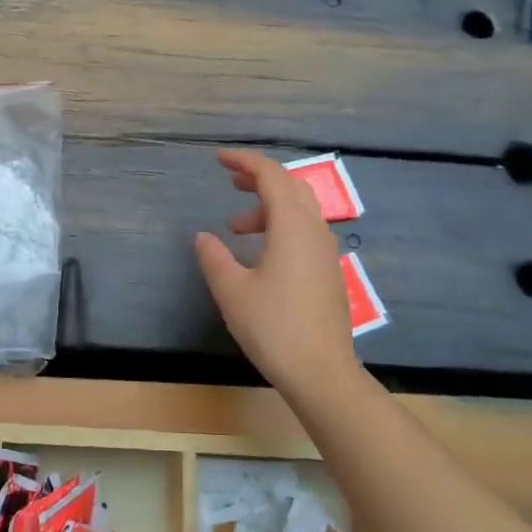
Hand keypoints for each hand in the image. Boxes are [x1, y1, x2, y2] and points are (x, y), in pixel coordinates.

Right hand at [194, 149, 358, 393]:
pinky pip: (305, 231)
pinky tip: (261, 252)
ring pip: (300, 210)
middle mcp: (314, 230)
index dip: (244, 161)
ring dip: (268, 206)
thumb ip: (214, 257)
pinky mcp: (328, 271)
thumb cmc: (273, 327)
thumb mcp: (231, 290)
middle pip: (291, 186)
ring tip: (236, 225)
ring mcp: (326, 251)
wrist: (322, 372)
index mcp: (292, 226)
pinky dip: (281, 225)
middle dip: (259, 178)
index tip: (218, 159)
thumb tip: (203, 237)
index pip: (271, 176)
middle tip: (230, 182)